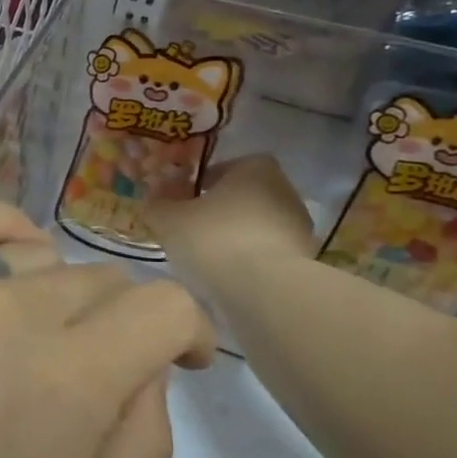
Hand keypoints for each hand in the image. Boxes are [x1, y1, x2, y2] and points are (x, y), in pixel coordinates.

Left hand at [0, 199, 214, 457]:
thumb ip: (143, 440)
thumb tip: (149, 367)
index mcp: (72, 379)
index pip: (163, 306)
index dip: (185, 330)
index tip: (177, 358)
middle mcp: (13, 309)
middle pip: (97, 281)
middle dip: (113, 324)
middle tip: (82, 372)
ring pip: (33, 258)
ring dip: (49, 296)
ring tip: (22, 340)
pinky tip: (7, 247)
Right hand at [148, 154, 316, 302]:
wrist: (264, 290)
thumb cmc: (214, 239)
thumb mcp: (169, 219)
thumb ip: (157, 204)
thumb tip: (152, 199)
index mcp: (255, 168)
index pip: (224, 167)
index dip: (201, 184)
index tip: (183, 202)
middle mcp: (284, 189)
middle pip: (242, 196)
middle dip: (218, 211)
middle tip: (190, 230)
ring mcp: (299, 226)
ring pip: (255, 226)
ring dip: (234, 237)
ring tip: (207, 259)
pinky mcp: (304, 260)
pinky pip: (267, 252)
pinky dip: (249, 260)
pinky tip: (229, 277)